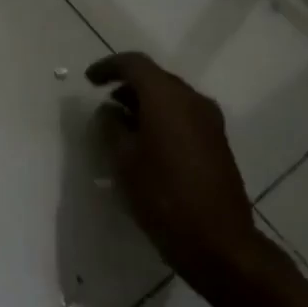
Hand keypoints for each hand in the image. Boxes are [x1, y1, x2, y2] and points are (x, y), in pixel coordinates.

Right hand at [88, 52, 258, 281]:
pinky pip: (184, 117)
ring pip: (171, 98)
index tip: (89, 80)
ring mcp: (210, 121)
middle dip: (128, 86)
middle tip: (104, 105)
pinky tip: (146, 144)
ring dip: (145, 104)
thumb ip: (111, 127)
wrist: (218, 241)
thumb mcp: (124, 161)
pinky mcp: (217, 142)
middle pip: (156, 79)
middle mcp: (193, 100)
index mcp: (167, 97)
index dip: (109, 67)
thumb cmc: (163, 196)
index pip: (135, 64)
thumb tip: (109, 111)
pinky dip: (162, 119)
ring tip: (121, 127)